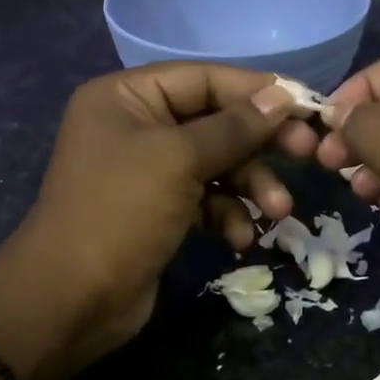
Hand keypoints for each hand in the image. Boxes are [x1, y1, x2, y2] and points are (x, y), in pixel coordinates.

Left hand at [0, 64, 304, 379]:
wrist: (70, 300)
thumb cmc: (120, 211)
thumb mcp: (179, 159)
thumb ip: (234, 126)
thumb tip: (282, 96)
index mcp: (126, 97)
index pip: (202, 79)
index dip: (255, 91)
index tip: (305, 105)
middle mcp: (135, 126)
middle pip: (214, 121)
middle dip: (259, 143)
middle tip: (309, 154)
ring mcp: (146, 171)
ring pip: (215, 164)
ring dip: (250, 185)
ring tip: (277, 212)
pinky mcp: (157, 211)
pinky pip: (204, 199)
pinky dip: (227, 214)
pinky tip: (240, 238)